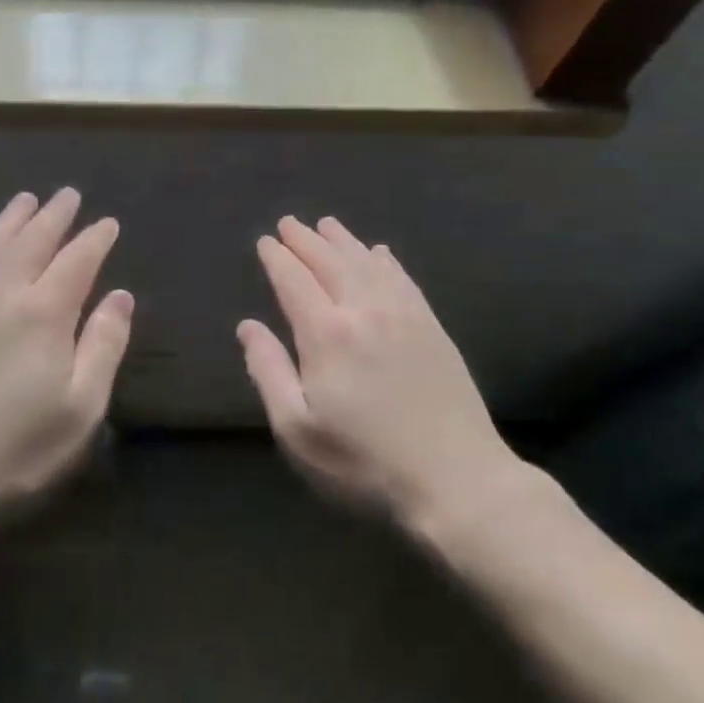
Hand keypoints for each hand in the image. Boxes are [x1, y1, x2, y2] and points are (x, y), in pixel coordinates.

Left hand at [0, 189, 132, 554]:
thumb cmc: (13, 448)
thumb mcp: (79, 408)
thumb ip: (104, 345)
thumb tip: (121, 296)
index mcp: (44, 312)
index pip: (77, 260)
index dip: (95, 239)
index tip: (107, 223)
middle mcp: (0, 292)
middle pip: (33, 240)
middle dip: (55, 215)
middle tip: (68, 195)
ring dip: (11, 219)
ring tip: (25, 200)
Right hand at [239, 216, 521, 533]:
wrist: (456, 479)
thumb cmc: (364, 462)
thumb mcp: (299, 429)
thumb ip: (269, 371)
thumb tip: (248, 326)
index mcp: (326, 334)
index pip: (294, 281)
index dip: (278, 259)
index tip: (266, 242)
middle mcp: (364, 311)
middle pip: (330, 262)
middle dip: (306, 240)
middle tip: (289, 223)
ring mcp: (403, 315)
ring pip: (367, 263)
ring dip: (343, 241)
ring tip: (327, 224)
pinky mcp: (432, 327)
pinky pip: (403, 279)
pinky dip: (385, 261)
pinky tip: (380, 253)